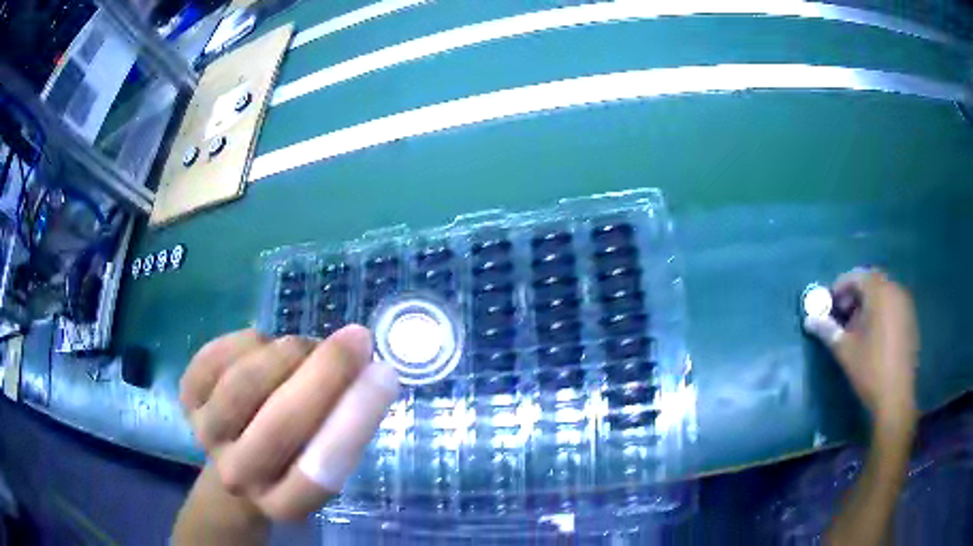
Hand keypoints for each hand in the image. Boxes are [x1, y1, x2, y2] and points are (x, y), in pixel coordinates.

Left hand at [178, 326, 398, 520]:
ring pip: (245, 383)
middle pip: (280, 424)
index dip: (355, 421)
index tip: (385, 375)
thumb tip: (364, 367)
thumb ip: (343, 424)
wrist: (237, 454)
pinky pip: (217, 355)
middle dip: (326, 373)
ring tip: (306, 348)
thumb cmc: (292, 455)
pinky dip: (250, 340)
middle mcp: (239, 476)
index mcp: (283, 502)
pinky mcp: (187, 397)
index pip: (320, 473)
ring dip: (287, 353)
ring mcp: (206, 435)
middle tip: (358, 338)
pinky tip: (265, 345)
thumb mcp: (323, 456)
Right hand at [804, 269, 918, 432]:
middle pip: (871, 282)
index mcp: (880, 292)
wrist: (896, 398)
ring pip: (883, 294)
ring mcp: (906, 306)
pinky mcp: (910, 321)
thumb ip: (827, 330)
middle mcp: (895, 291)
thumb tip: (809, 320)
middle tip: (841, 315)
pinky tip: (873, 336)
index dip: (840, 287)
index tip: (829, 305)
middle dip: (854, 295)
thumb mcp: (845, 350)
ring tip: (856, 328)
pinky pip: (893, 306)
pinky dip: (880, 312)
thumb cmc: (870, 370)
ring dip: (868, 303)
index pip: (856, 276)